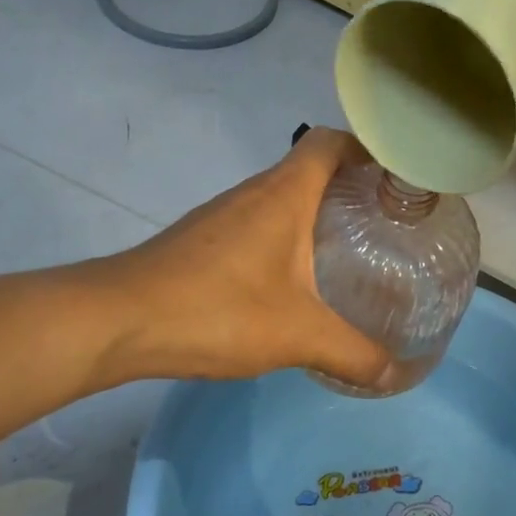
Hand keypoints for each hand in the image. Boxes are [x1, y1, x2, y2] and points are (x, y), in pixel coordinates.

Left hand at [96, 128, 396, 390]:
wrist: (117, 322)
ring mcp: (222, 216)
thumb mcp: (298, 335)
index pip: (331, 141)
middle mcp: (253, 193)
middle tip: (388, 223)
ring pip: (282, 199)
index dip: (367, 148)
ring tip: (352, 252)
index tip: (398, 178)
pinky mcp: (203, 242)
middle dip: (351, 188)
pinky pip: (258, 225)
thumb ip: (353, 354)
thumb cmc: (217, 309)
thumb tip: (395, 373)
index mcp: (283, 194)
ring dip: (317, 215)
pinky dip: (286, 239)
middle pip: (310, 168)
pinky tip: (296, 282)